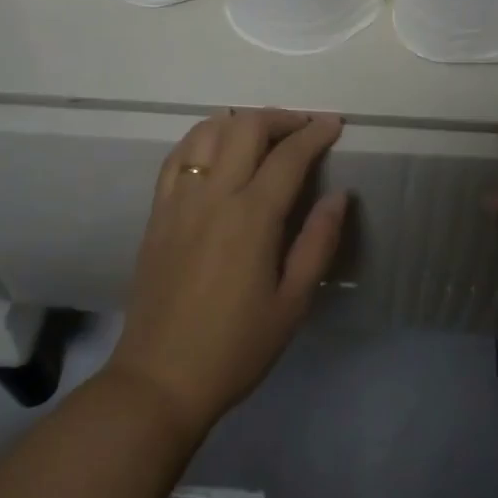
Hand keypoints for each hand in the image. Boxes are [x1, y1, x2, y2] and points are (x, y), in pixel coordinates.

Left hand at [107, 109, 347, 439]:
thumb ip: (318, 242)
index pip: (289, 156)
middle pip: (246, 127)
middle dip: (280, 118)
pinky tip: (216, 151)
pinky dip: (202, 139)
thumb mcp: (293, 303)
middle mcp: (213, 195)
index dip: (315, 133)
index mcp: (251, 217)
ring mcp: (179, 200)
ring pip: (207, 131)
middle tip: (303, 129)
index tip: (334, 124)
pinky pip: (177, 156)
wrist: (160, 379)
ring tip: (262, 135)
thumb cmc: (236, 347)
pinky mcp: (157, 212)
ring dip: (239, 122)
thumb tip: (339, 195)